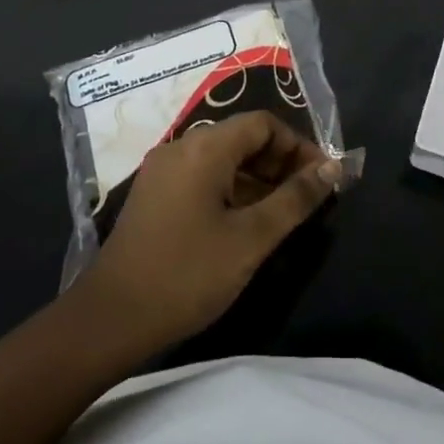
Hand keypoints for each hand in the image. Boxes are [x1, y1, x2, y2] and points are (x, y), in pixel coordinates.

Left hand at [81, 111, 340, 351]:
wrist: (111, 319)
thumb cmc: (187, 274)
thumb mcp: (251, 238)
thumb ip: (295, 199)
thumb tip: (332, 168)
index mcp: (204, 147)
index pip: (263, 123)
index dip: (298, 146)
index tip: (321, 180)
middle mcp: (181, 146)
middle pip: (242, 137)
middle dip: (280, 162)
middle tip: (307, 199)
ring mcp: (163, 171)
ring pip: (223, 159)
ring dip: (258, 178)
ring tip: (284, 215)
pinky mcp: (155, 195)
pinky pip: (203, 176)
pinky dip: (232, 190)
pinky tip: (247, 224)